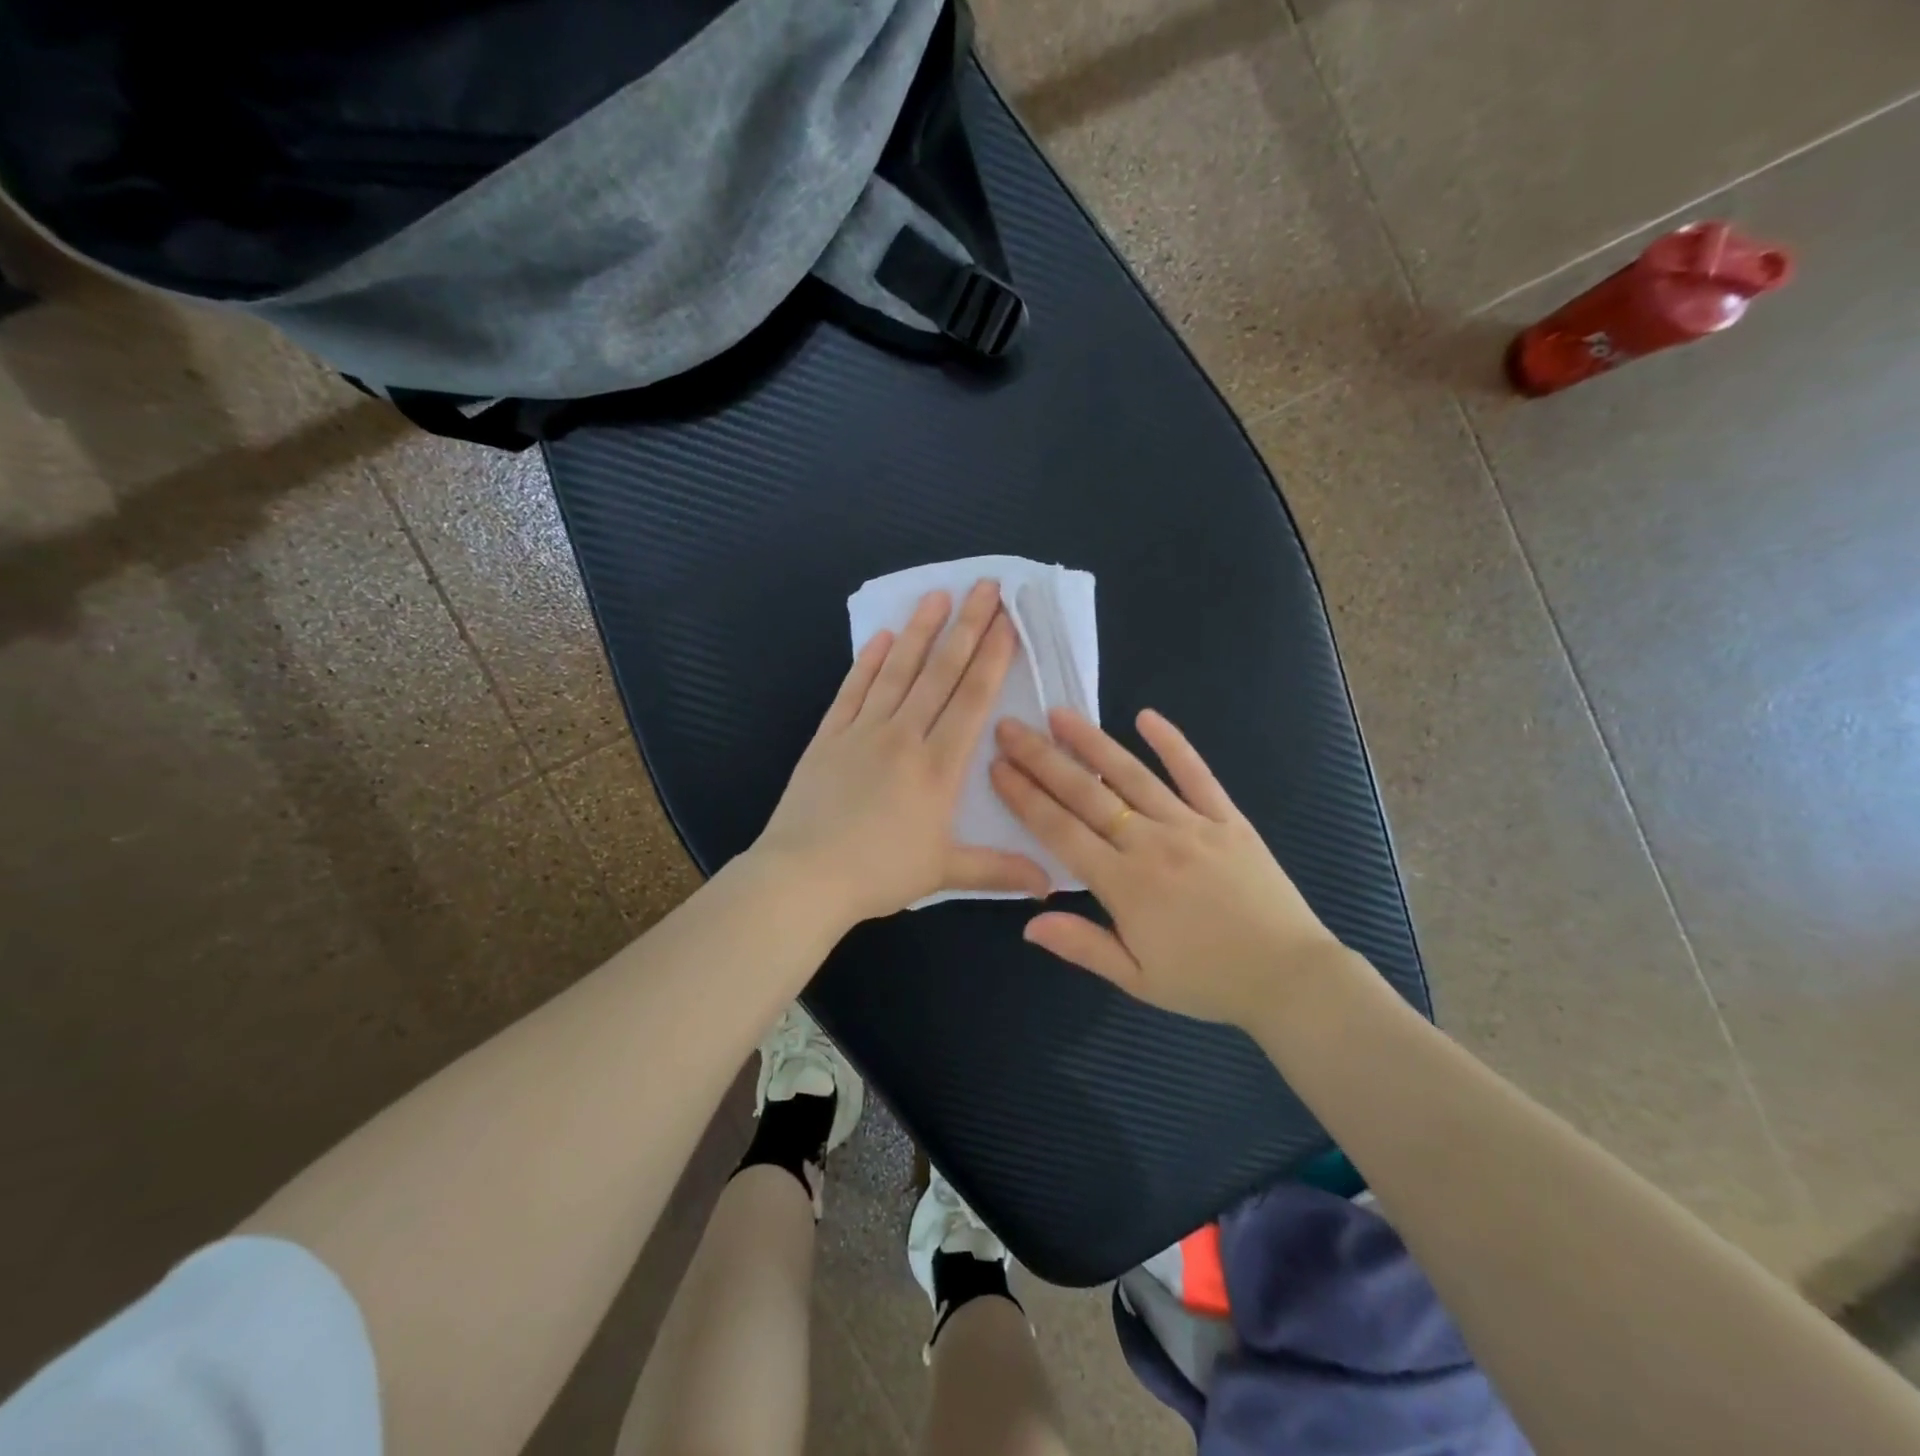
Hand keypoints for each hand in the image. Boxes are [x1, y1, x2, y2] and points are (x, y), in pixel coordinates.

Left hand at [756, 581, 1050, 925]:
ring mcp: (862, 732)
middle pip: (940, 673)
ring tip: (937, 596)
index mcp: (938, 767)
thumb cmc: (878, 874)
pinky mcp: (829, 736)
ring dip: (919, 631)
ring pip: (897, 671)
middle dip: (967, 628)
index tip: (1007, 622)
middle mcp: (904, 737)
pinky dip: (868, 662)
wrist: (804, 877)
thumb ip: (998, 870)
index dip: (992, 658)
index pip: (971, 701)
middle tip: (984, 587)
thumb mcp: (944, 873)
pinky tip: (881, 636)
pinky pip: (853, 690)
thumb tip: (1049, 883)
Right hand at [990, 707, 1348, 1027]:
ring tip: (1060, 714)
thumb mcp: (1137, 979)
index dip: (1025, 797)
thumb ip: (1082, 945)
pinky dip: (1172, 743)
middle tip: (1010, 728)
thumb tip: (1028, 922)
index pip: (1061, 831)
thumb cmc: (1206, 981)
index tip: (997, 767)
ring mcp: (1191, 825)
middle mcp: (1151, 844)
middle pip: (1087, 794)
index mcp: (1124, 884)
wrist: (1289, 977)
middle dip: (1043, 759)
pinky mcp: (1226, 818)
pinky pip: (1196, 774)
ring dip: (1092, 742)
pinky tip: (1146, 716)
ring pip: (1132, 775)